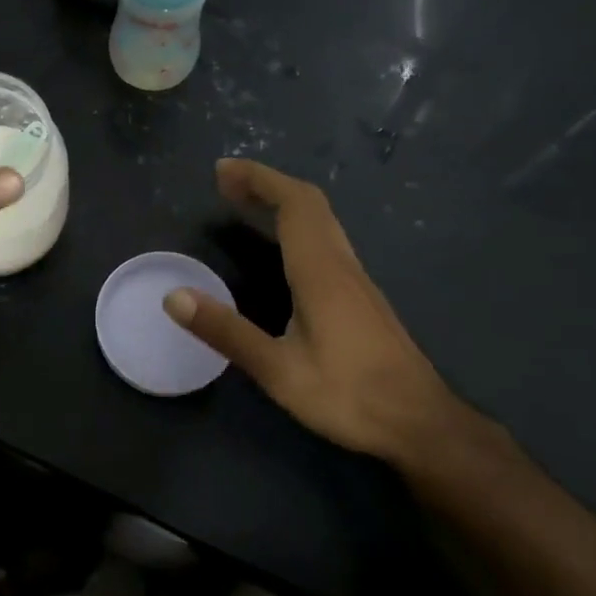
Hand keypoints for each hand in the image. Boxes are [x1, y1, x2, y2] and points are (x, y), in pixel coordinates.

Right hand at [162, 158, 459, 462]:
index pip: (293, 204)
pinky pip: (326, 239)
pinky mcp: (361, 296)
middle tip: (226, 184)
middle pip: (309, 203)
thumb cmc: (350, 396)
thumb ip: (226, 332)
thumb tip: (174, 297)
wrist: (422, 424)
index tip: (222, 171)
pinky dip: (296, 224)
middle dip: (266, 184)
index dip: (258, 179)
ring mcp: (356, 279)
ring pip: (321, 220)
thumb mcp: (278, 370)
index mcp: (321, 271)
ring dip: (282, 201)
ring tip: (246, 204)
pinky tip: (280, 247)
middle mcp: (341, 264)